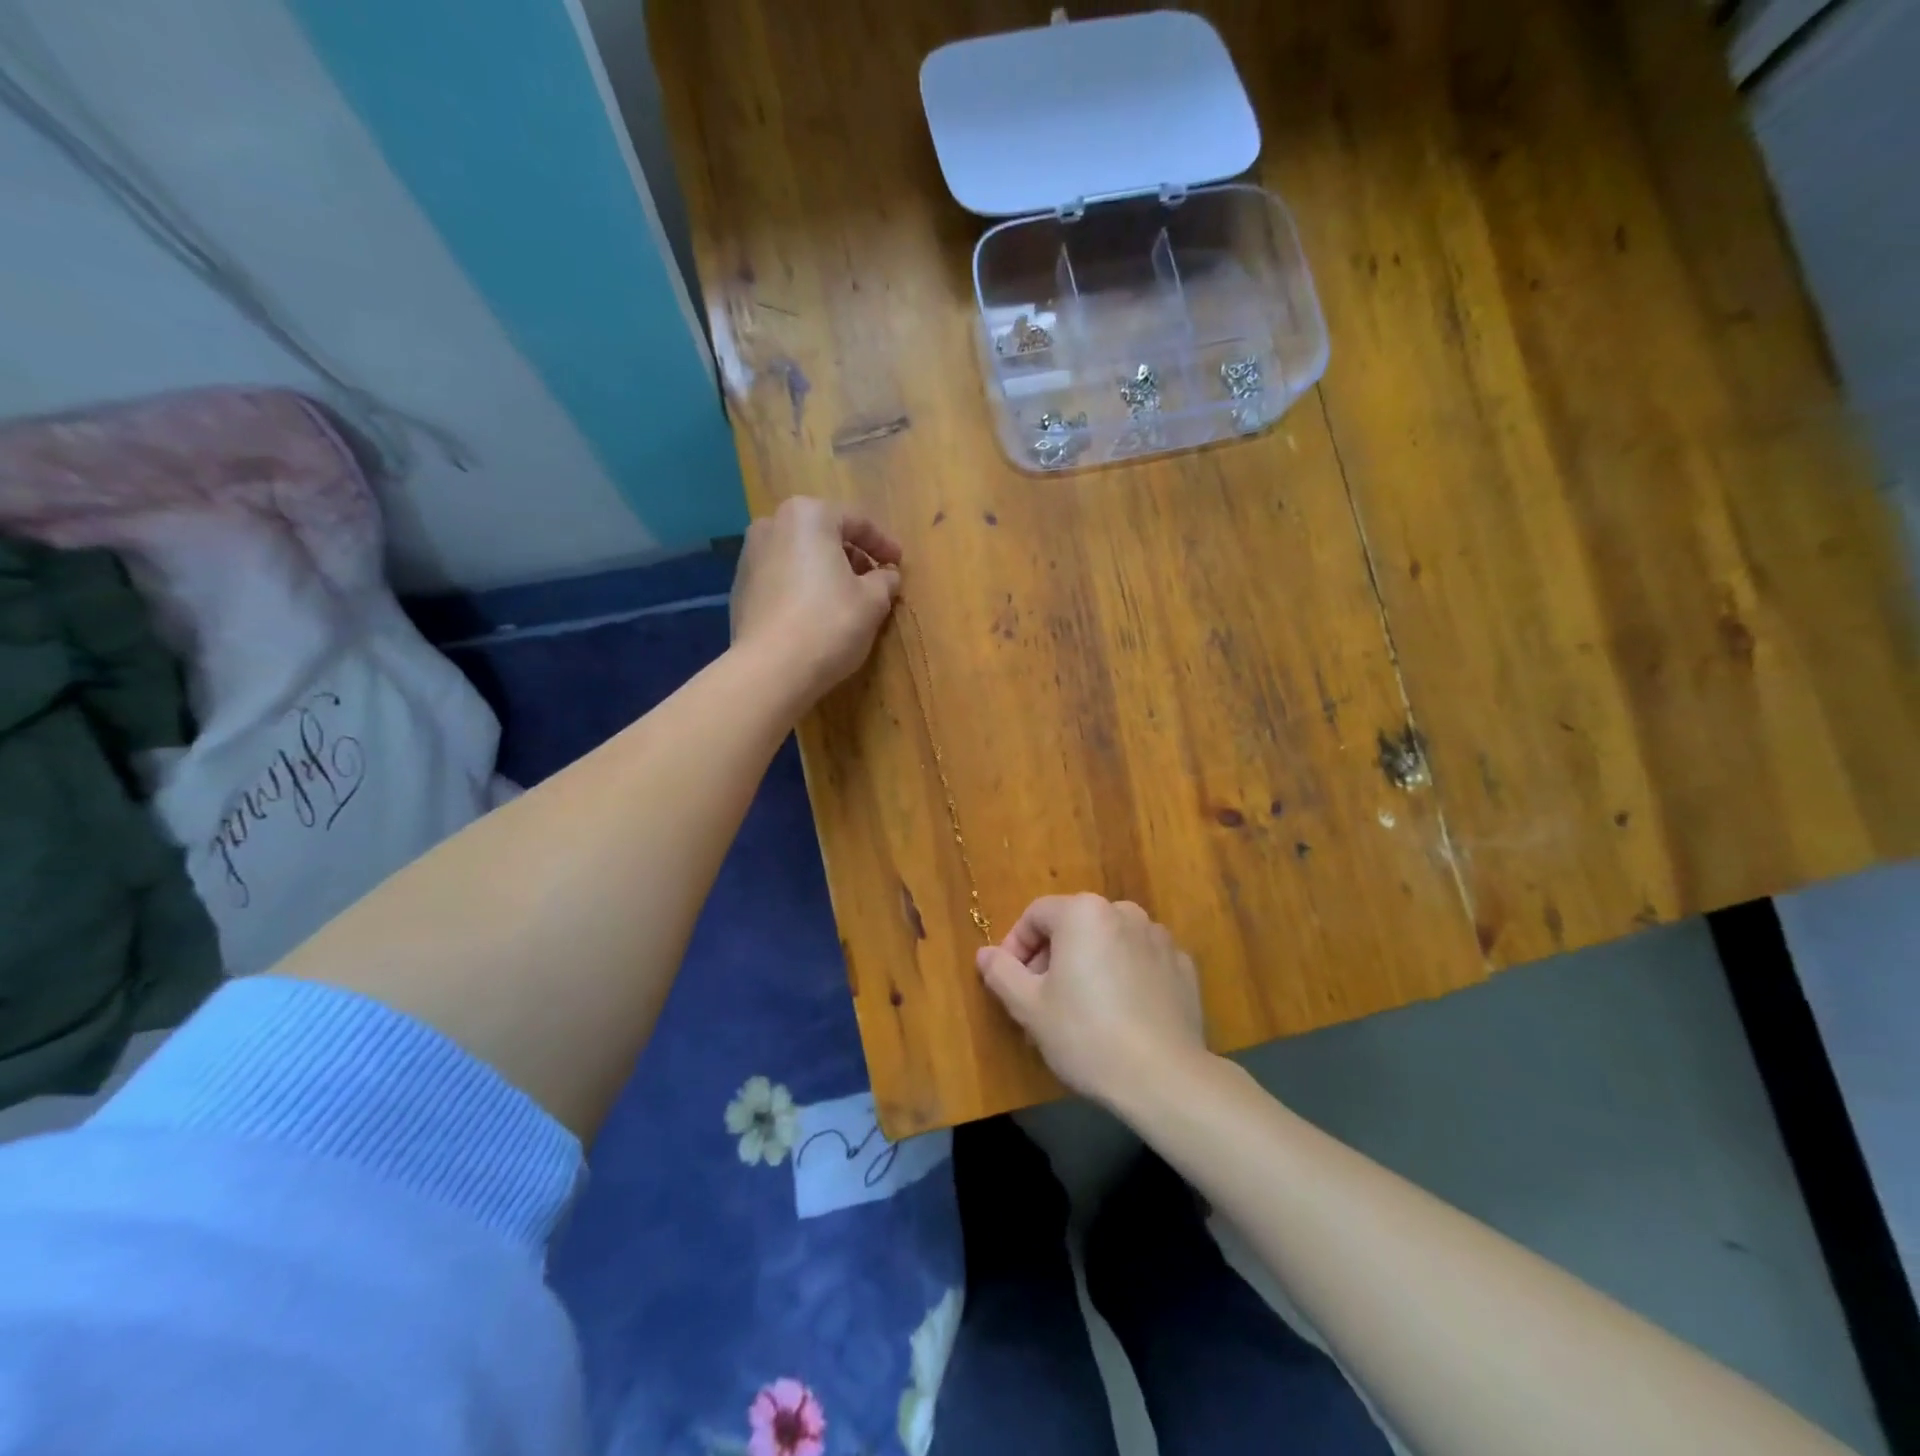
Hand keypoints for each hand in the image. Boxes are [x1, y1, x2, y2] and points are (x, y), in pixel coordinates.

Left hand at [730, 497, 902, 706]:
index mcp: (808, 516)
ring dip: (826, 572)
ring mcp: (750, 556)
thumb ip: (885, 579)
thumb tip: (887, 574)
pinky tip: (817, 614)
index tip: (899, 563)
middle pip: (824, 534)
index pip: (856, 521)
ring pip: (800, 556)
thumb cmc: (829, 623)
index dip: (883, 543)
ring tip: (847, 599)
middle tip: (874, 580)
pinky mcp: (740, 588)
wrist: (771, 669)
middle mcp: (772, 525)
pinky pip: (782, 579)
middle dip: (851, 555)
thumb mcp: (873, 600)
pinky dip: (803, 588)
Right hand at [976, 894, 1207, 1105]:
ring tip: (1081, 1012)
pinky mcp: (1182, 966)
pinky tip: (1121, 1016)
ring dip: (1088, 966)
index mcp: (1083, 913)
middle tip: (1041, 1002)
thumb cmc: (1086, 1035)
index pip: (1036, 915)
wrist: (1164, 1078)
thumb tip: (985, 954)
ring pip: (1108, 943)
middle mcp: (1124, 912)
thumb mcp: (1029, 1007)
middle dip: (1052, 958)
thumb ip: (1002, 973)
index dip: (1016, 946)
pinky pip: (1140, 962)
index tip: (1010, 982)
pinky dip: (1124, 977)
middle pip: (1074, 926)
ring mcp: (1159, 938)